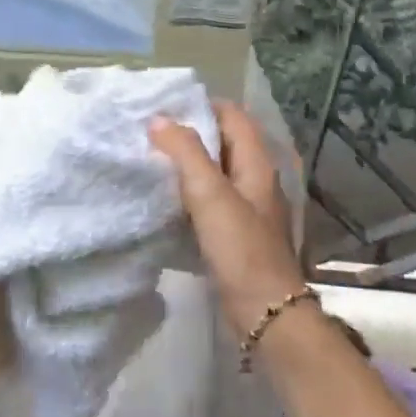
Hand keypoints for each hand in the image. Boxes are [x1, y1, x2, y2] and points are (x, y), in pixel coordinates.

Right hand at [149, 102, 306, 339]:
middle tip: (150, 131)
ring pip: (216, 174)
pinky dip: (190, 194)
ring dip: (188, 165)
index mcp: (257, 164)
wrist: (265, 312)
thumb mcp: (211, 195)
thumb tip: (160, 119)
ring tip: (151, 160)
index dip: (203, 105)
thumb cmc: (241, 249)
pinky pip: (211, 202)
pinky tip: (165, 200)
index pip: (234, 116)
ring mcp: (248, 209)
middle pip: (224, 143)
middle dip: (191, 134)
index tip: (166, 105)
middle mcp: (256, 181)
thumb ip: (186, 154)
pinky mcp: (236, 235)